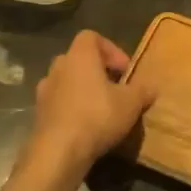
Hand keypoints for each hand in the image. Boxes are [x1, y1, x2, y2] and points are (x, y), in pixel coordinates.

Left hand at [28, 30, 153, 177]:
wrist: (58, 153)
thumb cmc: (97, 116)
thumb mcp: (132, 103)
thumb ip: (143, 90)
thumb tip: (151, 87)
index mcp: (80, 57)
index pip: (91, 37)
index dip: (111, 49)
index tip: (124, 71)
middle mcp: (58, 68)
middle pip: (79, 59)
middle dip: (98, 71)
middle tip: (115, 89)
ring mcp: (44, 92)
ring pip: (67, 82)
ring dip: (83, 90)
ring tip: (102, 109)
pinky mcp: (39, 114)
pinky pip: (59, 103)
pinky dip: (72, 109)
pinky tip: (86, 127)